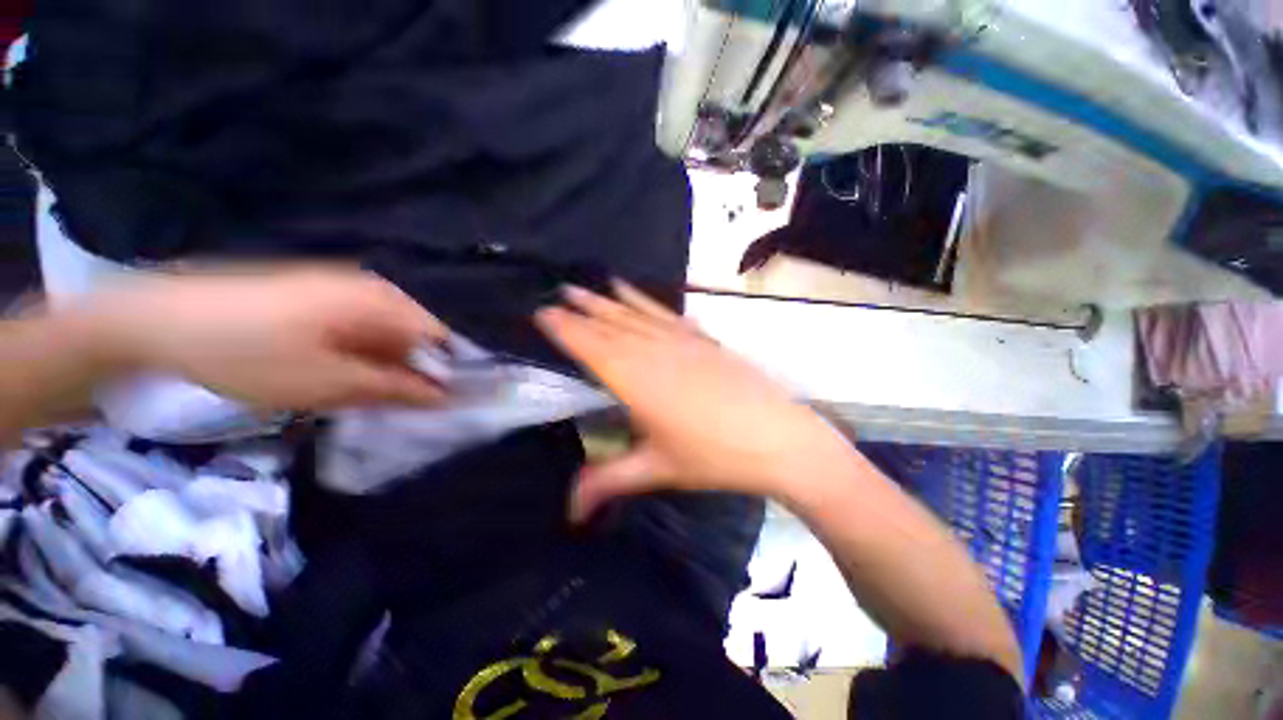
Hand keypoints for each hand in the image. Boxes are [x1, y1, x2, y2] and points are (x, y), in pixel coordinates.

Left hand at [85, 268, 446, 410]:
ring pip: (385, 335)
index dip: (447, 371)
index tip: (441, 404)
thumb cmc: (251, 353)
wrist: (161, 320)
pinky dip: (359, 355)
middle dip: (412, 371)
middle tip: (397, 406)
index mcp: (381, 302)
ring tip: (364, 395)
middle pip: (414, 336)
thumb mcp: (329, 382)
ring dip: (383, 366)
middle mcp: (371, 289)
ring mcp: (342, 290)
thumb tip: (443, 398)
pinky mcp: (316, 297)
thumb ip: (394, 389)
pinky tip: (337, 375)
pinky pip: (358, 329)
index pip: (440, 338)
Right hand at [536, 282, 853, 521]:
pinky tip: (637, 293)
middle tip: (560, 294)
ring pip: (636, 314)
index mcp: (636, 380)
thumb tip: (570, 514)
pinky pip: (666, 314)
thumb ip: (608, 482)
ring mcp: (682, 341)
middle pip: (611, 326)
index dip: (566, 329)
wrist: (779, 438)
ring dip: (610, 300)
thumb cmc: (714, 455)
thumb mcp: (657, 469)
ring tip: (588, 286)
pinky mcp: (704, 340)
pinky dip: (647, 301)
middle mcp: (654, 352)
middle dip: (583, 310)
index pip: (591, 347)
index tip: (544, 312)